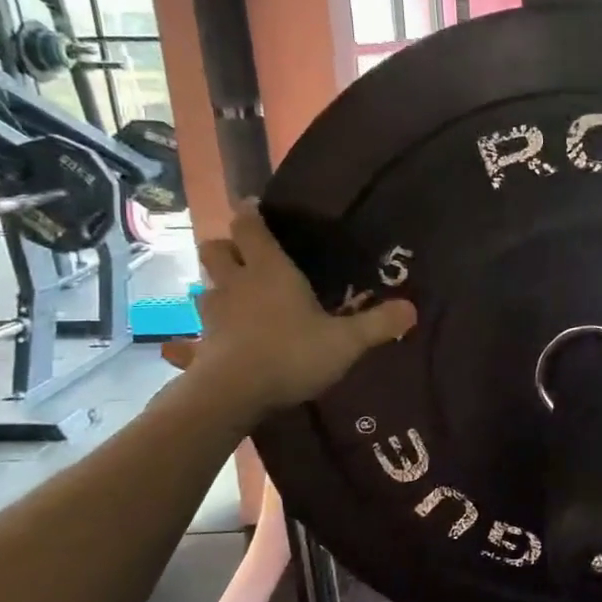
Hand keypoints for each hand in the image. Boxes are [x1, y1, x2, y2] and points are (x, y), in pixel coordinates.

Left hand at [162, 201, 414, 422]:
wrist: (233, 394)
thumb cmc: (292, 353)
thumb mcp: (347, 341)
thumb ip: (379, 324)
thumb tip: (412, 309)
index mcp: (270, 271)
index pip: (250, 226)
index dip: (251, 213)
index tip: (255, 207)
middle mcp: (235, 284)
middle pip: (216, 249)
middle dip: (227, 247)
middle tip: (246, 256)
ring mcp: (211, 315)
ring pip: (203, 288)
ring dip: (215, 288)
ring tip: (233, 300)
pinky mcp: (200, 347)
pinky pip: (189, 339)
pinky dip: (190, 341)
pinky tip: (193, 347)